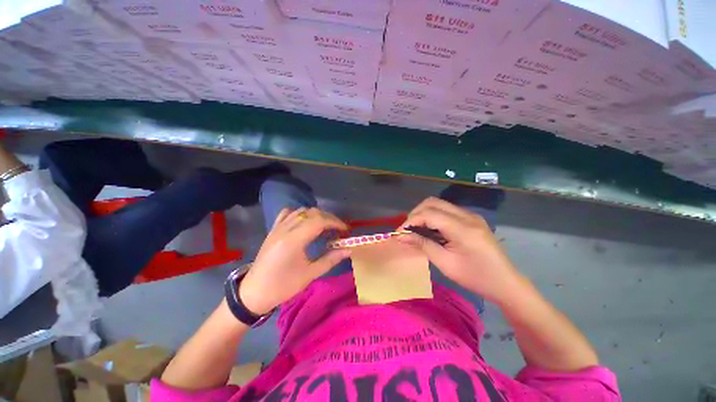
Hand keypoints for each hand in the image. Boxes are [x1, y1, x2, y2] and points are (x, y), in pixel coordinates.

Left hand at [239, 207, 350, 314]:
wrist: (254, 292)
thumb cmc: (283, 286)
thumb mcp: (309, 274)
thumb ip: (330, 259)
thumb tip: (348, 250)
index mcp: (294, 240)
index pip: (319, 221)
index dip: (335, 222)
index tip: (345, 230)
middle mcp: (286, 229)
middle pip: (312, 213)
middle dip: (329, 218)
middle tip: (338, 229)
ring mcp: (278, 227)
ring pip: (301, 211)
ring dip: (317, 215)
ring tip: (325, 226)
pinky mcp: (273, 229)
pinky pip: (288, 213)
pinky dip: (300, 213)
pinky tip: (305, 222)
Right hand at [398, 197, 521, 302]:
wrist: (505, 283)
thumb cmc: (475, 278)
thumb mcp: (445, 263)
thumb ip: (422, 245)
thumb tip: (402, 236)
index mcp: (462, 228)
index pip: (429, 214)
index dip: (411, 220)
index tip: (399, 232)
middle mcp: (467, 216)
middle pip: (433, 202)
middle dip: (416, 213)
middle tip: (408, 229)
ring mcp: (471, 215)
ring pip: (439, 204)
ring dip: (424, 213)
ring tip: (416, 230)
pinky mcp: (471, 218)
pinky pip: (447, 211)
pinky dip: (434, 216)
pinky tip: (431, 230)